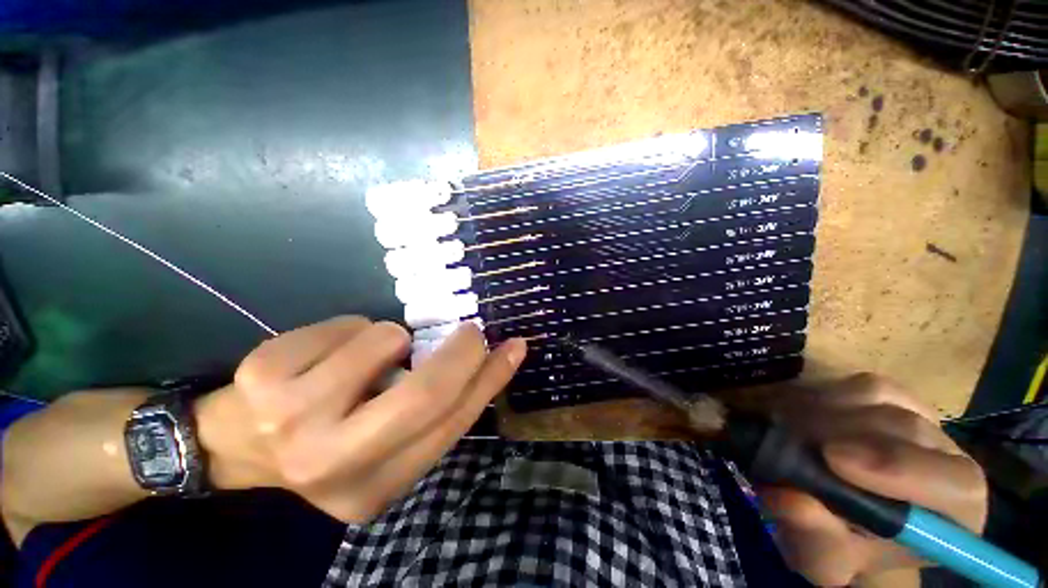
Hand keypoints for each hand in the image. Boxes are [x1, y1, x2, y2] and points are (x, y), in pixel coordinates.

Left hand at [195, 316, 525, 522]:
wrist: (236, 444)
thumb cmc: (329, 440)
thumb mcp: (388, 441)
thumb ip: (434, 410)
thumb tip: (484, 362)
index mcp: (375, 487)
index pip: (451, 424)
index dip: (490, 381)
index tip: (514, 347)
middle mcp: (334, 463)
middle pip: (425, 393)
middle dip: (461, 351)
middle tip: (471, 332)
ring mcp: (291, 419)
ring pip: (387, 341)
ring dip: (395, 338)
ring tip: (372, 356)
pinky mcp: (265, 374)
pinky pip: (349, 324)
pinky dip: (356, 329)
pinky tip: (330, 354)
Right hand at [758, 374, 986, 585]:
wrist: (835, 514)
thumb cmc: (839, 545)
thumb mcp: (821, 559)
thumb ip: (815, 539)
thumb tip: (791, 500)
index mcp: (954, 512)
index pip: (954, 483)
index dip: (898, 467)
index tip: (832, 458)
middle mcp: (947, 456)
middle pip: (905, 429)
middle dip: (840, 433)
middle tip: (786, 441)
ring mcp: (919, 417)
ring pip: (878, 396)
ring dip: (824, 411)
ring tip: (788, 431)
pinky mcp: (888, 395)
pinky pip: (856, 383)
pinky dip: (821, 395)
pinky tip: (800, 416)